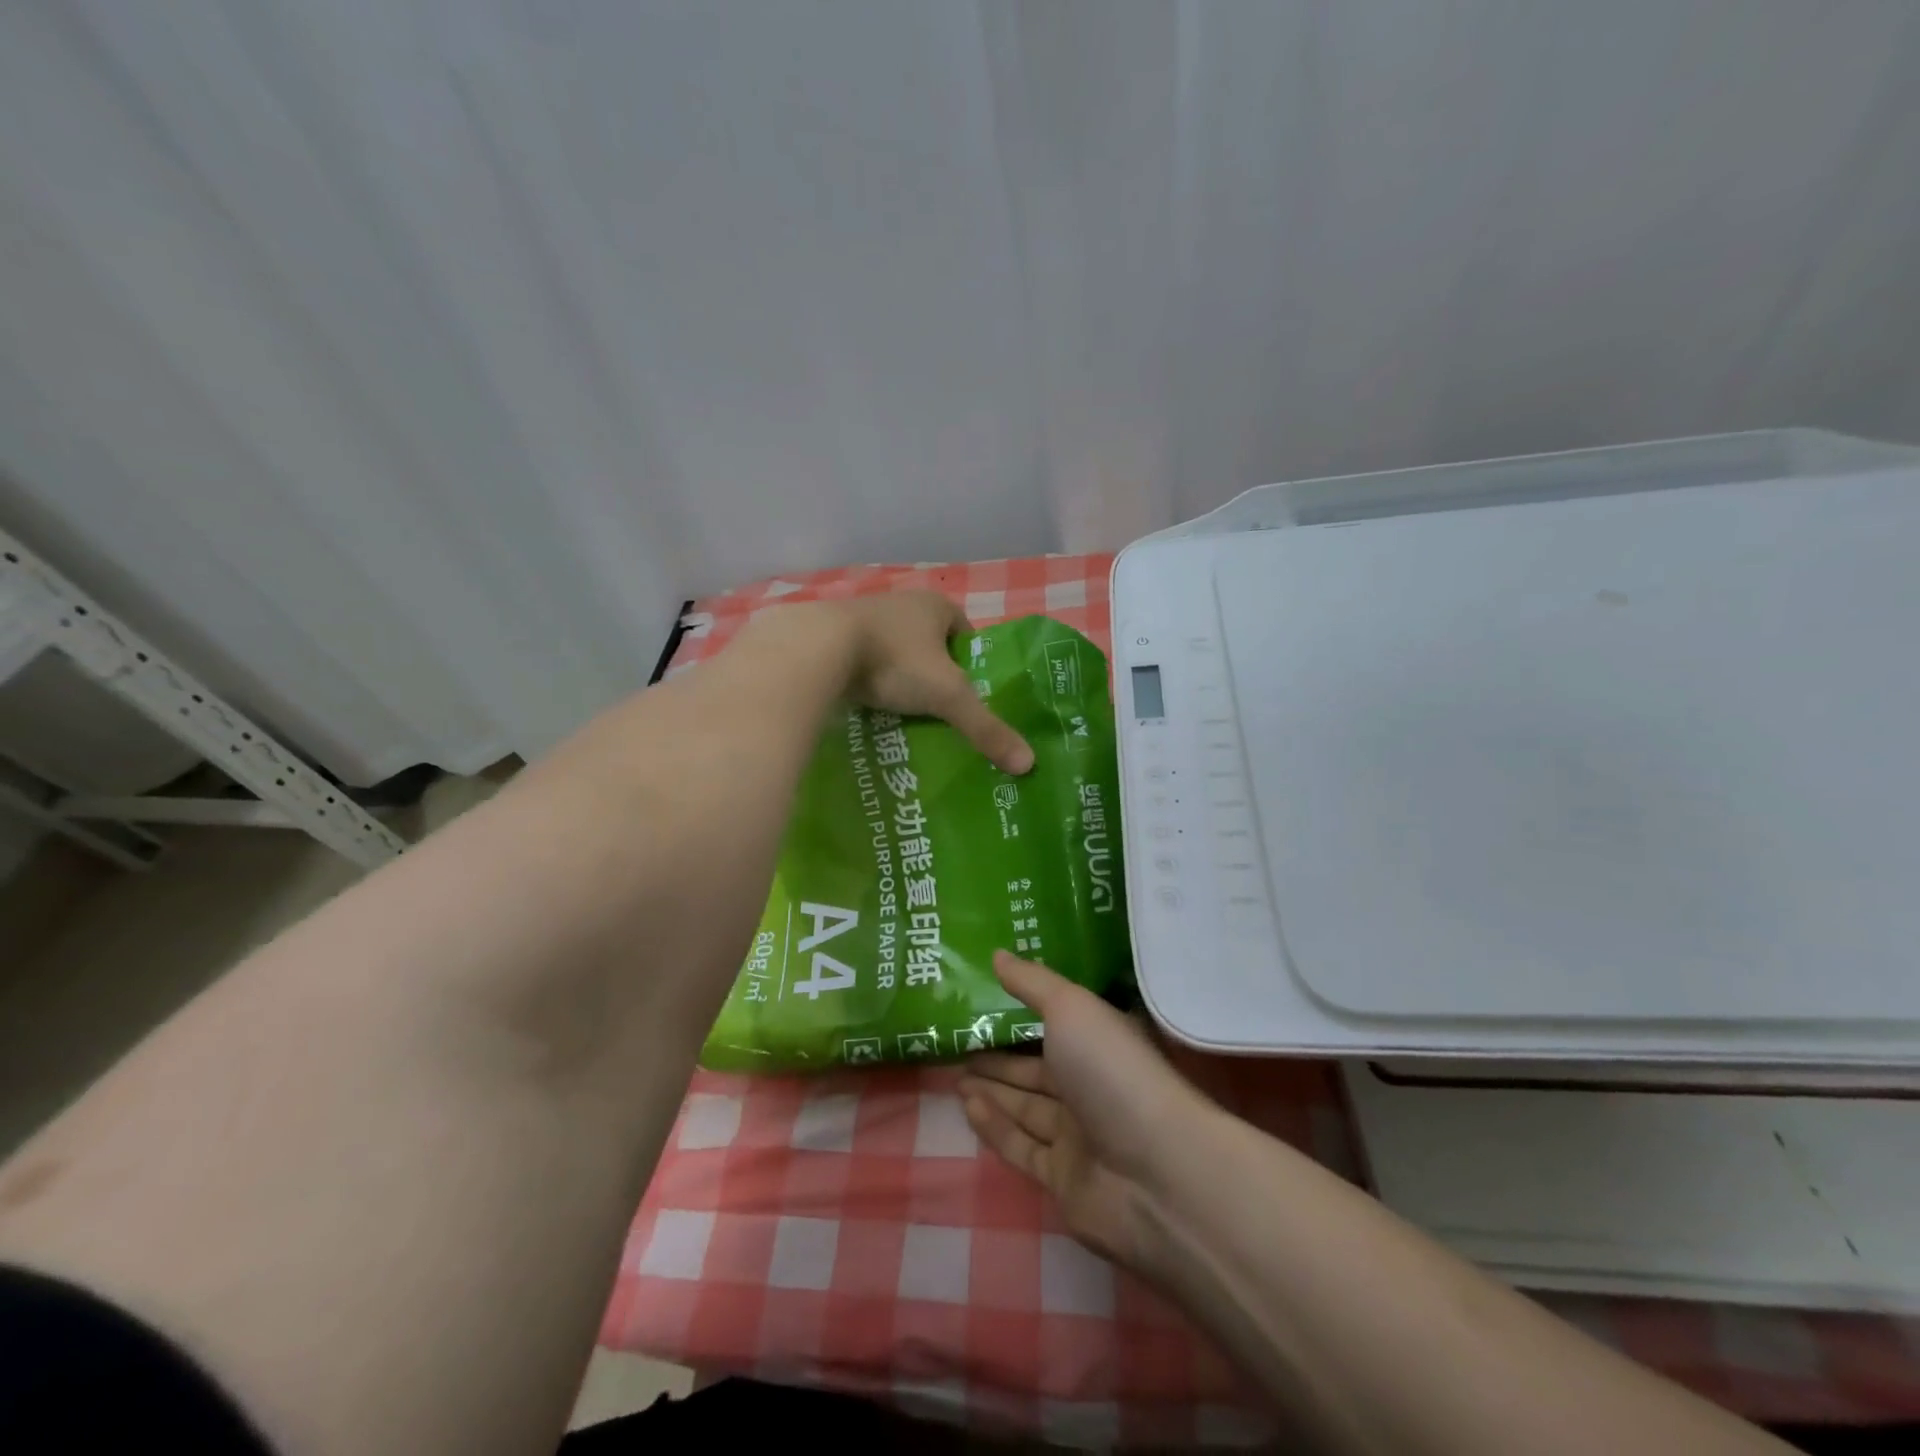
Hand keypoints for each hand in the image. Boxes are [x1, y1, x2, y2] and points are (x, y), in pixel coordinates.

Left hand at [805, 592, 1032, 773]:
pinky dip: (868, 682)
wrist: (815, 649)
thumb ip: (986, 728)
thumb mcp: (948, 696)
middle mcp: (900, 604)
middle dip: (934, 674)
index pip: (965, 633)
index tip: (969, 696)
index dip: (971, 664)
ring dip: (899, 678)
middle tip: (939, 712)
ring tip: (904, 716)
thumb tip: (1028, 764)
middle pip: (929, 644)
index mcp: (934, 605)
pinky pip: (861, 661)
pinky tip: (868, 708)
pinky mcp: (832, 636)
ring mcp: (863, 618)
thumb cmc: (893, 661)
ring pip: (893, 652)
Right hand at [960, 952, 1214, 1272]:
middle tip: (958, 1044)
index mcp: (1100, 1042)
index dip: (1021, 1014)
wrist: (1156, 1174)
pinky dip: (995, 1126)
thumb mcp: (1071, 1009)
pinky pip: (1022, 1147)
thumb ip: (1032, 983)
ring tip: (954, 1073)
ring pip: (1027, 1107)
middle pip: (1037, 1069)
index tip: (983, 1001)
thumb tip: (997, 953)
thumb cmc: (1113, 1072)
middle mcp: (1091, 1086)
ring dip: (992, 1089)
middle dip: (999, 1057)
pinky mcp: (1064, 1180)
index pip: (1057, 1025)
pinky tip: (967, 1106)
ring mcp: (1080, 1136)